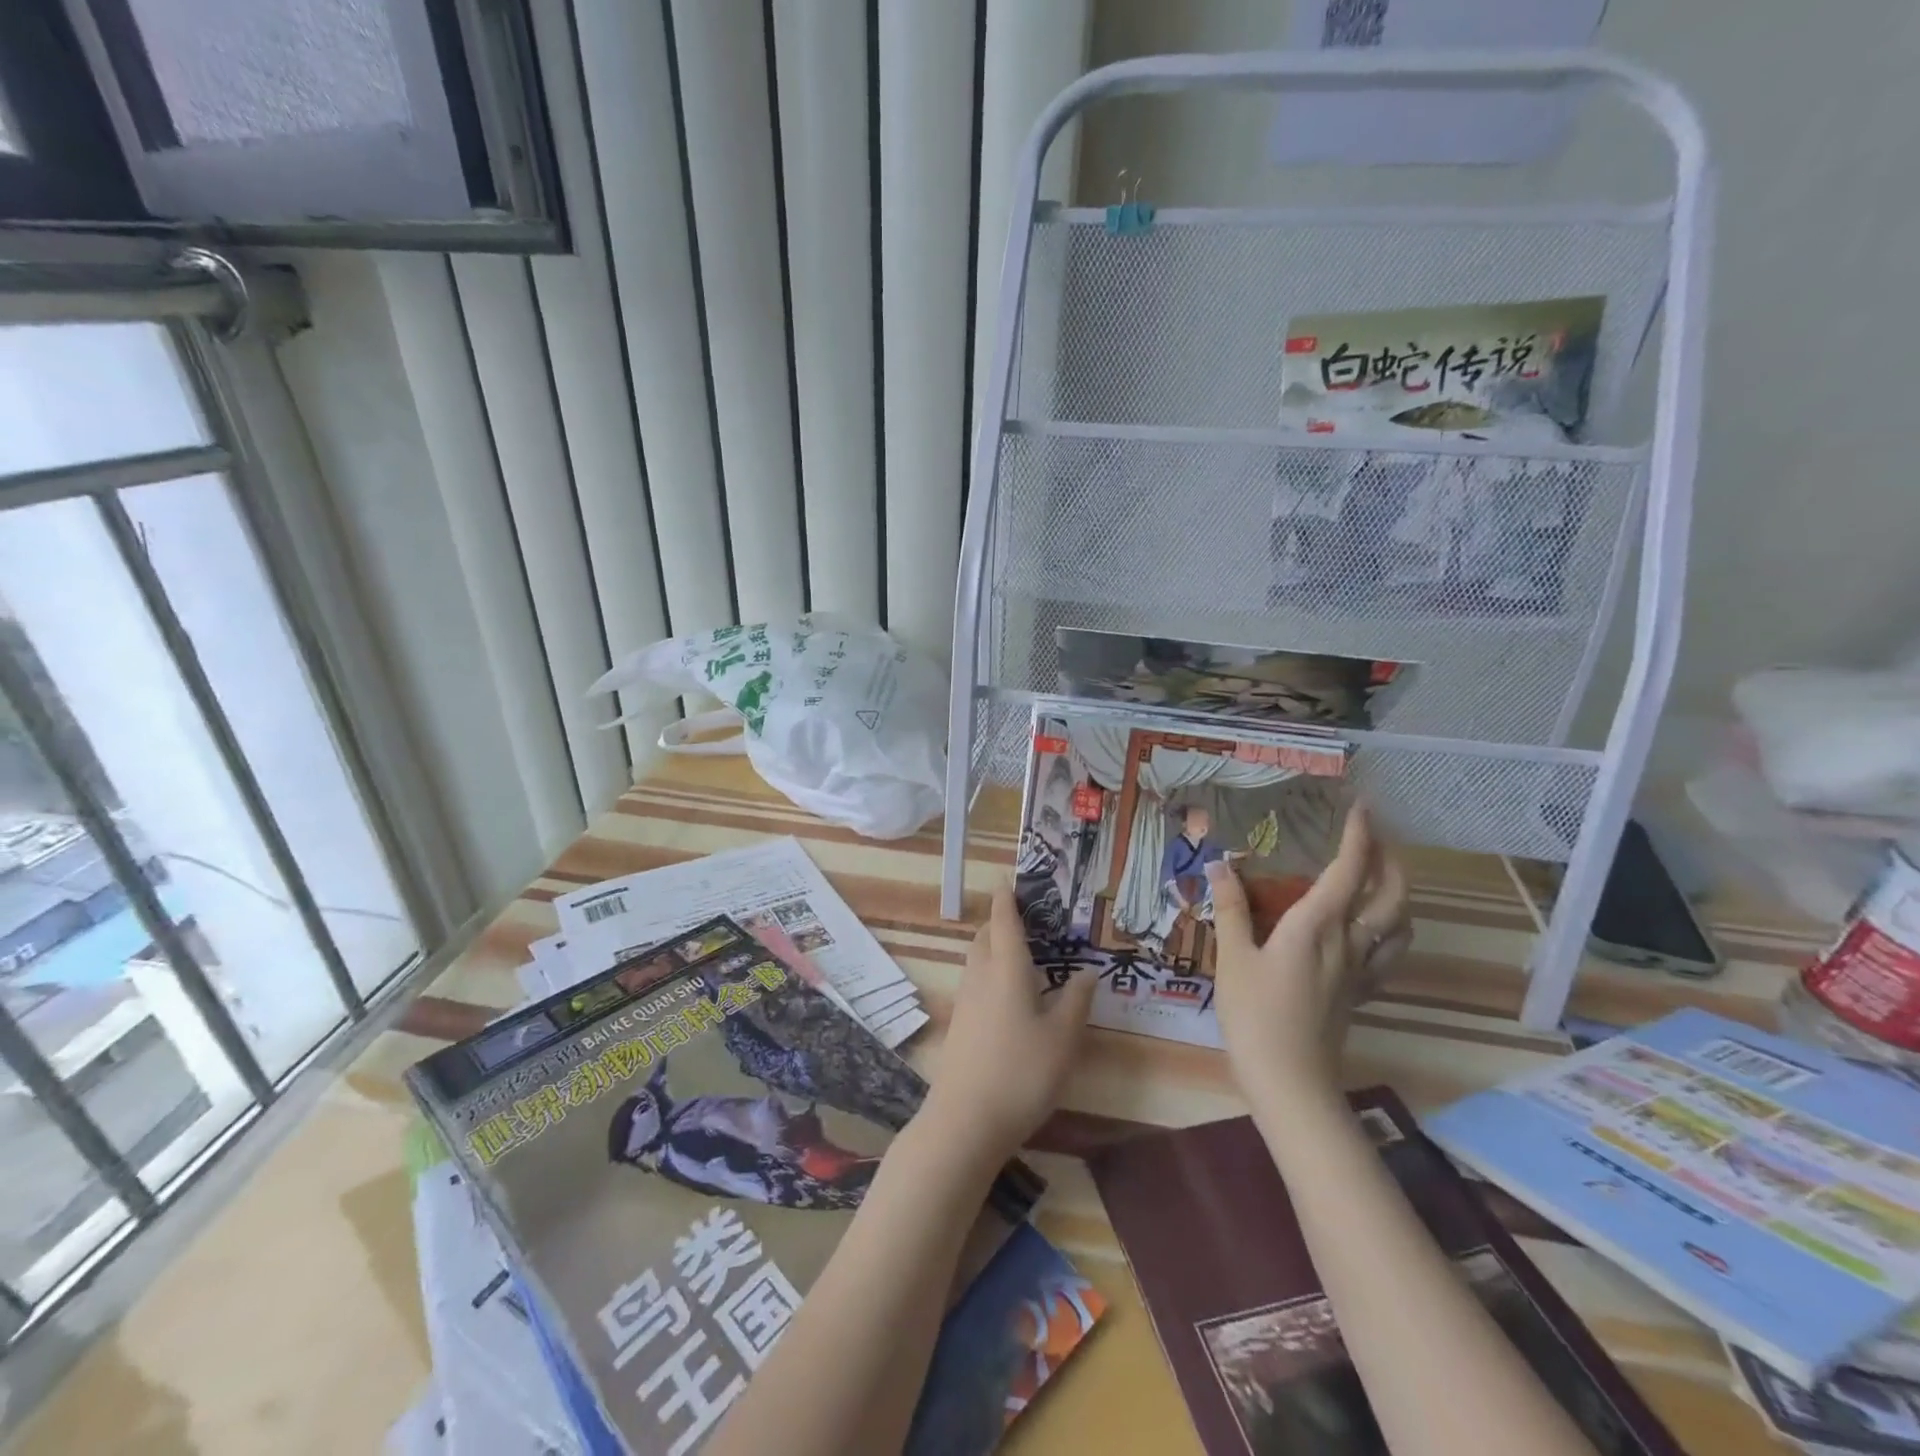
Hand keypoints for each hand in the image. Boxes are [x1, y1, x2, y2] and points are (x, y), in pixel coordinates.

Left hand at [921, 884, 1095, 1167]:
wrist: (965, 1120)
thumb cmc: (1021, 1072)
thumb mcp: (1063, 1038)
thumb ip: (1076, 1001)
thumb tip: (1087, 971)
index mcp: (1006, 968)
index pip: (1004, 921)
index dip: (1006, 898)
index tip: (1008, 879)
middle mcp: (981, 976)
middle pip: (985, 937)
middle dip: (1000, 922)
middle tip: (1025, 919)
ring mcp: (965, 1000)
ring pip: (977, 959)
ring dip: (994, 947)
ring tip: (1021, 954)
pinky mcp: (960, 1024)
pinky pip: (975, 982)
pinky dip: (990, 972)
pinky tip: (1009, 995)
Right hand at [1207, 805, 1410, 1102]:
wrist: (1290, 1081)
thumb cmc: (1254, 1015)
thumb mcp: (1232, 957)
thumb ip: (1230, 908)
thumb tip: (1220, 863)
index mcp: (1316, 925)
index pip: (1348, 870)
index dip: (1359, 836)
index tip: (1362, 807)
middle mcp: (1349, 942)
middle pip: (1391, 895)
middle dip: (1390, 859)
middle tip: (1375, 837)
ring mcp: (1360, 971)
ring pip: (1401, 924)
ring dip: (1399, 893)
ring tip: (1381, 877)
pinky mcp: (1360, 994)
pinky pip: (1390, 954)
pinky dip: (1392, 930)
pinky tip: (1374, 930)